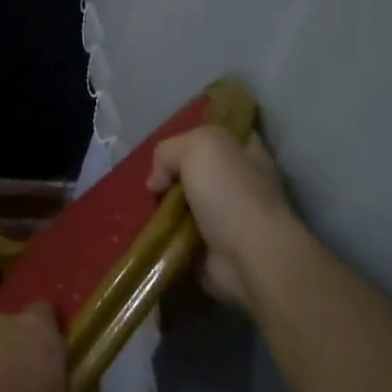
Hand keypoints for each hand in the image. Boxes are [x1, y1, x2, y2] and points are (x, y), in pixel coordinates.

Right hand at [148, 126, 309, 314]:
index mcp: (246, 151)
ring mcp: (227, 216)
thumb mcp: (199, 146)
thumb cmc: (230, 193)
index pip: (217, 135)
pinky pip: (179, 233)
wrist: (248, 256)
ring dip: (162, 207)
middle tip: (152, 182)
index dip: (190, 137)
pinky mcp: (213, 246)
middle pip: (194, 169)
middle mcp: (240, 180)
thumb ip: (170, 150)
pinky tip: (149, 229)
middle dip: (170, 175)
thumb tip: (158, 182)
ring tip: (143, 206)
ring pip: (184, 202)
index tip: (166, 149)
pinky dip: (163, 233)